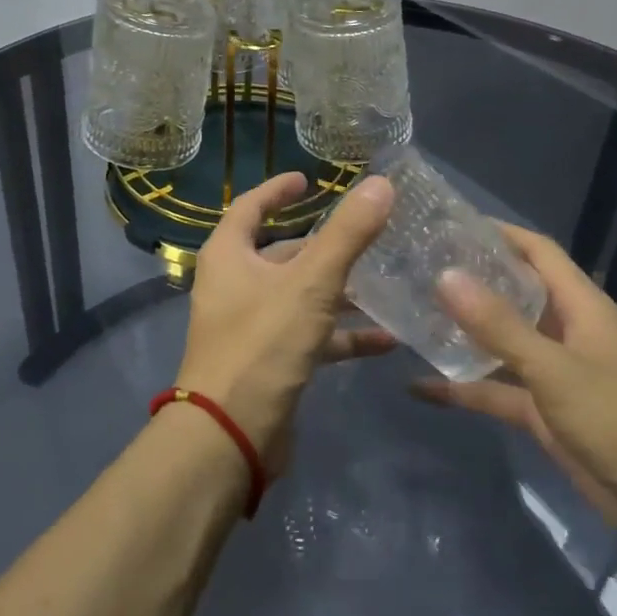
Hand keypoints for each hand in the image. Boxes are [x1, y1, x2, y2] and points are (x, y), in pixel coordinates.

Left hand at [177, 172, 394, 473]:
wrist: (230, 435)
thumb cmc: (262, 343)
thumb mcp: (311, 283)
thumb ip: (347, 234)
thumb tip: (381, 183)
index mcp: (229, 255)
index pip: (250, 206)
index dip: (278, 190)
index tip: (308, 180)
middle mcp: (234, 284)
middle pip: (281, 253)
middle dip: (323, 245)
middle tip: (366, 232)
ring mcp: (250, 325)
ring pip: (300, 296)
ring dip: (340, 291)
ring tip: (387, 283)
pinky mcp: (269, 361)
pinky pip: (310, 336)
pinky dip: (342, 335)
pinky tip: (386, 340)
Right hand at [415, 225, 616, 561]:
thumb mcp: (556, 370)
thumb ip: (499, 325)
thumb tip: (445, 276)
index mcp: (580, 306)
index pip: (536, 251)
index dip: (498, 233)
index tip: (447, 223)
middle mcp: (565, 331)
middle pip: (513, 292)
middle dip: (470, 279)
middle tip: (416, 267)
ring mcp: (554, 374)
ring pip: (500, 341)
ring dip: (462, 331)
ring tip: (409, 314)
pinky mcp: (544, 413)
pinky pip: (496, 391)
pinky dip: (463, 389)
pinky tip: (419, 387)